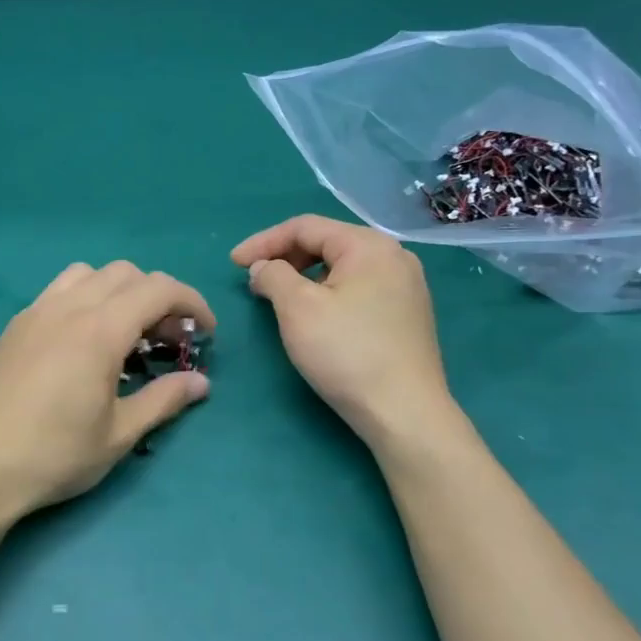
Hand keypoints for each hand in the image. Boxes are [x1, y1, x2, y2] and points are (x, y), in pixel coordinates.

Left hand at [0, 262, 214, 530]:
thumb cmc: (53, 456)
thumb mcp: (118, 435)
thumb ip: (163, 400)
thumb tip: (201, 383)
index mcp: (99, 330)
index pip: (158, 289)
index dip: (191, 302)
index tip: (206, 332)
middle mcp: (68, 307)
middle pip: (126, 273)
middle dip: (158, 297)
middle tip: (169, 340)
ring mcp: (36, 312)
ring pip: (89, 274)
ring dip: (119, 291)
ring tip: (126, 333)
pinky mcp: (15, 326)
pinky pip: (60, 290)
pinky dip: (86, 298)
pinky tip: (84, 342)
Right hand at [231, 215, 451, 445]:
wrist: (404, 413)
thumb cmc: (346, 353)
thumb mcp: (297, 308)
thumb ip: (273, 275)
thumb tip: (265, 268)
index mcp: (369, 245)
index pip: (305, 227)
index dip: (263, 241)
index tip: (233, 264)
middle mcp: (394, 256)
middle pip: (327, 243)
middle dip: (285, 258)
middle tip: (255, 282)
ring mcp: (406, 286)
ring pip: (342, 268)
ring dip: (304, 277)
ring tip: (279, 299)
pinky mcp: (408, 314)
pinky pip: (358, 288)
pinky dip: (328, 293)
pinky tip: (314, 316)